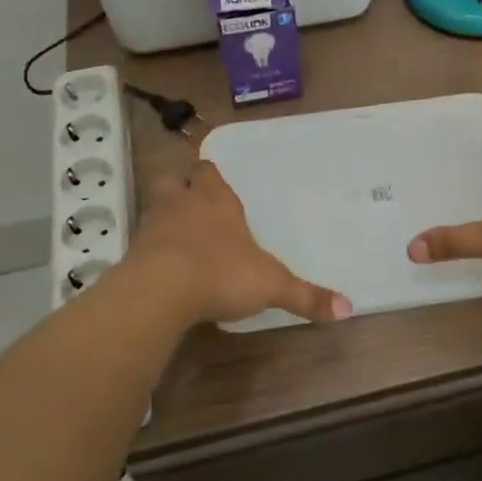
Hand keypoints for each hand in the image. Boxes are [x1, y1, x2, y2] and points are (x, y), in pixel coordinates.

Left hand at [124, 161, 351, 328]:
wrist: (160, 291)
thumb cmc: (221, 273)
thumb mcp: (272, 285)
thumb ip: (306, 296)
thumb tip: (348, 309)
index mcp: (216, 200)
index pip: (208, 171)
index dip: (211, 177)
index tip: (216, 185)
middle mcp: (182, 204)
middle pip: (173, 180)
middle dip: (182, 189)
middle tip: (193, 205)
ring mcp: (153, 226)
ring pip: (155, 207)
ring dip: (164, 216)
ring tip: (178, 237)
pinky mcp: (133, 253)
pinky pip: (142, 242)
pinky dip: (151, 250)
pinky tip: (164, 268)